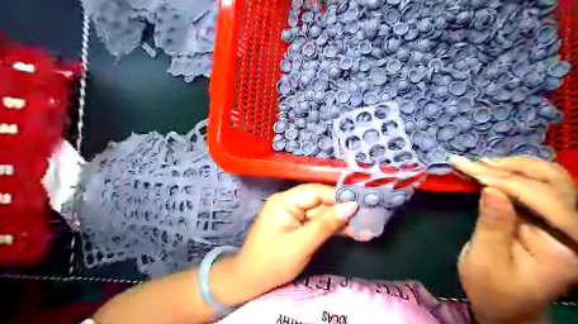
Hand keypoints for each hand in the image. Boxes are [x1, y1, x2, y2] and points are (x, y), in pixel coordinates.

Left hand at [230, 185, 357, 298]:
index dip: (338, 196)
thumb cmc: (271, 262)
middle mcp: (290, 202)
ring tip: (363, 226)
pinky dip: (333, 227)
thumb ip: (325, 225)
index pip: (315, 191)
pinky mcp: (299, 225)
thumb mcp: (300, 245)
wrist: (251, 281)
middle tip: (367, 216)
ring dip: (340, 219)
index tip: (361, 203)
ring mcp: (295, 214)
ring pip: (322, 212)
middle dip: (342, 209)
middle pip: (321, 200)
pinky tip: (350, 231)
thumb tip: (351, 206)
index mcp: (285, 201)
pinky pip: (318, 222)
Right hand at [452, 156, 577, 322]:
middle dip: (507, 168)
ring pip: (549, 178)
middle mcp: (574, 230)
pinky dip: (512, 173)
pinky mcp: (548, 217)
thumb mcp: (486, 259)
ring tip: (479, 164)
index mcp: (565, 246)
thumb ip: (492, 225)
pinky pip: (537, 185)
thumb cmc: (492, 287)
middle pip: (552, 181)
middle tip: (472, 163)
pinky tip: (490, 171)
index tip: (466, 167)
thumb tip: (491, 189)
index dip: (501, 179)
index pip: (539, 199)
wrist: (505, 303)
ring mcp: (565, 222)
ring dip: (512, 166)